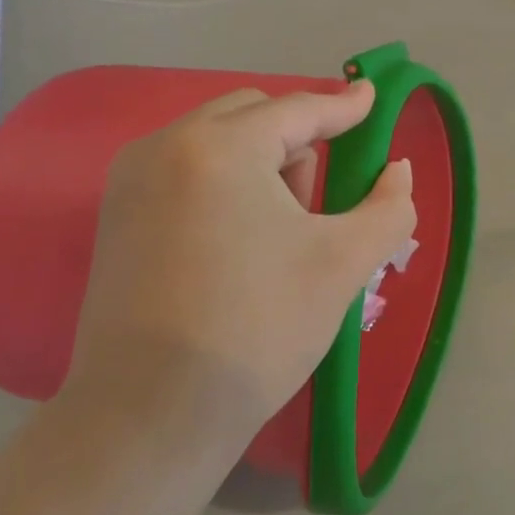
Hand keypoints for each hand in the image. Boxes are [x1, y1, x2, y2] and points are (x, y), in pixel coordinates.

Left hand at [64, 81, 416, 450]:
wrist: (149, 417)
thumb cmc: (257, 329)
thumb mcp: (343, 264)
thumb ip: (388, 207)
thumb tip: (398, 171)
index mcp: (221, 147)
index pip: (298, 111)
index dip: (343, 106)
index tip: (371, 97)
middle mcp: (166, 145)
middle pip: (253, 116)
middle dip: (296, 142)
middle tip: (315, 203)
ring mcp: (131, 180)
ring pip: (217, 141)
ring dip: (259, 163)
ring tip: (276, 232)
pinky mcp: (116, 215)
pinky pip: (186, 170)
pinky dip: (223, 183)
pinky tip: (235, 243)